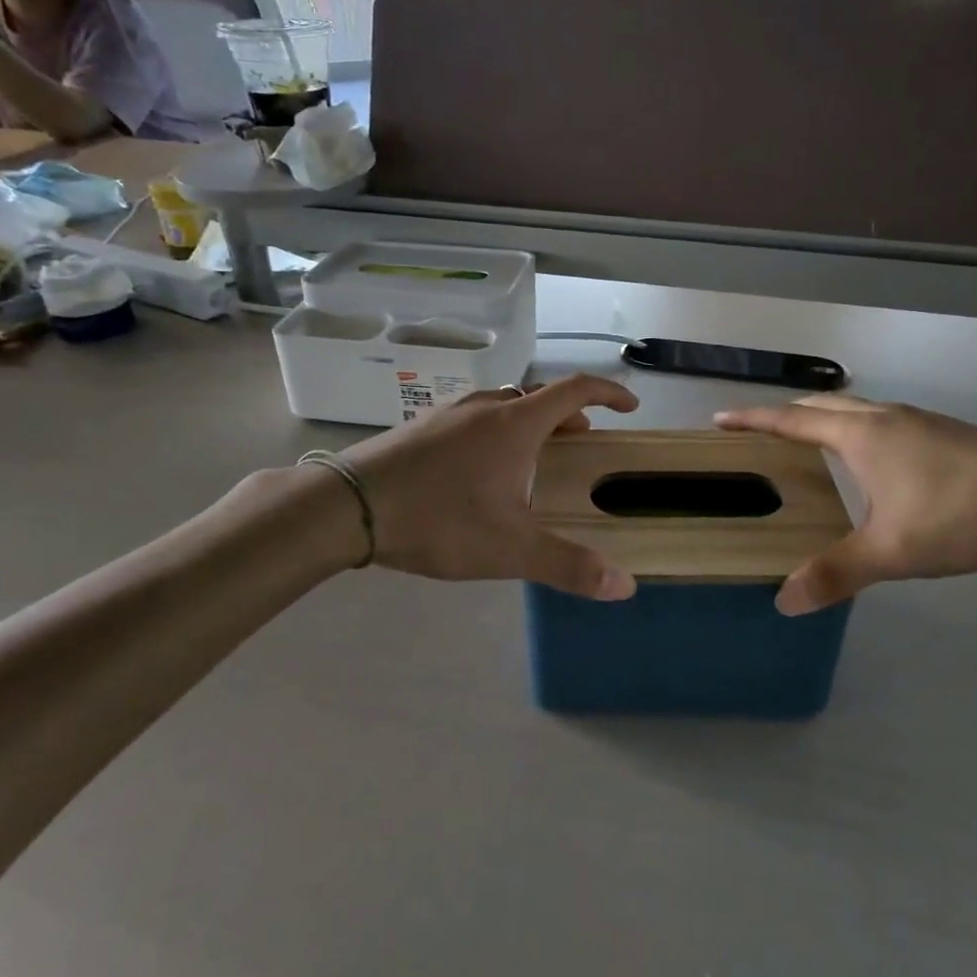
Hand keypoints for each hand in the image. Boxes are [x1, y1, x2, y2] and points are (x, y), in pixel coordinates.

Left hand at [344, 376, 641, 599]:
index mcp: (515, 424)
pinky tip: (479, 470)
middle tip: (582, 441)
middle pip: (538, 397)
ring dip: (530, 422)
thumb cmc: (438, 519)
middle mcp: (485, 408)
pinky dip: (496, 431)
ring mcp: (448, 414)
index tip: (629, 407)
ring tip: (534, 457)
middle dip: (569, 415)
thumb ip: (568, 565)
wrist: (347, 506)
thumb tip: (625, 586)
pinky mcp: (420, 428)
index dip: (608, 393)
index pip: (575, 390)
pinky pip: (473, 418)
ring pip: (503, 406)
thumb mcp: (508, 549)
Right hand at [714, 395, 976, 613]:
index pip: (792, 420)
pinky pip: (881, 422)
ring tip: (807, 445)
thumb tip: (784, 601)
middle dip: (785, 416)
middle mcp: (885, 417)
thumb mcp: (894, 551)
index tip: (719, 419)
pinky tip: (870, 463)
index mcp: (862, 434)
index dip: (753, 419)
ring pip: (855, 410)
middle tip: (758, 434)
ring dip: (823, 420)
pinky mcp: (945, 433)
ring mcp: (919, 421)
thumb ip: (836, 573)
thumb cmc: (963, 516)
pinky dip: (854, 431)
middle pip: (821, 405)